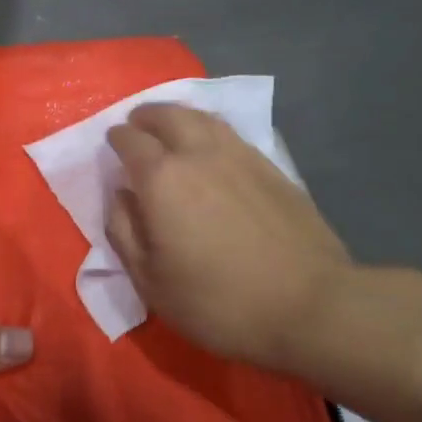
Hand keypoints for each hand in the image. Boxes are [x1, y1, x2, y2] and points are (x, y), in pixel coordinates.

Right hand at [105, 104, 421, 406]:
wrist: (309, 306)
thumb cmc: (217, 301)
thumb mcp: (151, 281)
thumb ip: (125, 232)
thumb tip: (120, 196)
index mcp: (162, 179)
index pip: (130, 141)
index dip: (117, 138)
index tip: (112, 142)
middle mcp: (199, 154)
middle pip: (168, 115)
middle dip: (147, 116)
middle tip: (138, 124)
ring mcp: (240, 156)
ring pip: (203, 118)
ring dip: (180, 116)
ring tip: (171, 126)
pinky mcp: (272, 168)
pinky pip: (231, 134)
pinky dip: (210, 130)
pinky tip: (211, 146)